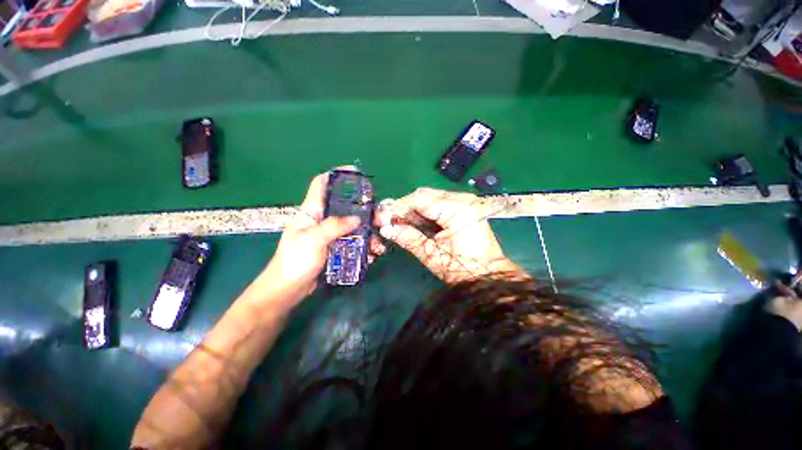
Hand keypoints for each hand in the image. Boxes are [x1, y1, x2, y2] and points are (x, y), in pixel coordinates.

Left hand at [261, 169, 385, 303]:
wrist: (287, 290)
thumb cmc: (295, 261)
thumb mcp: (313, 240)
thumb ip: (335, 226)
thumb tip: (358, 218)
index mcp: (311, 211)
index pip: (321, 184)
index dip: (336, 174)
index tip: (355, 173)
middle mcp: (322, 219)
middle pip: (345, 207)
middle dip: (364, 211)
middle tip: (379, 219)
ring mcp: (330, 235)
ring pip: (352, 227)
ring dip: (367, 235)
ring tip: (378, 247)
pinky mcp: (335, 248)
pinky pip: (352, 243)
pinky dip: (363, 248)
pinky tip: (371, 256)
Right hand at [377, 187, 523, 283]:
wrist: (488, 275)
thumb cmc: (461, 269)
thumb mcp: (432, 255)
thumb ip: (408, 238)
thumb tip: (384, 228)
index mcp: (457, 210)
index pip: (420, 199)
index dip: (398, 207)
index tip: (382, 217)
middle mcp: (462, 199)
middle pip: (424, 195)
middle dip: (404, 208)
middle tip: (390, 222)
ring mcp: (464, 201)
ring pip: (429, 198)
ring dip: (413, 210)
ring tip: (399, 223)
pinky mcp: (463, 207)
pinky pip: (437, 204)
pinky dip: (423, 212)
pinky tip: (414, 223)